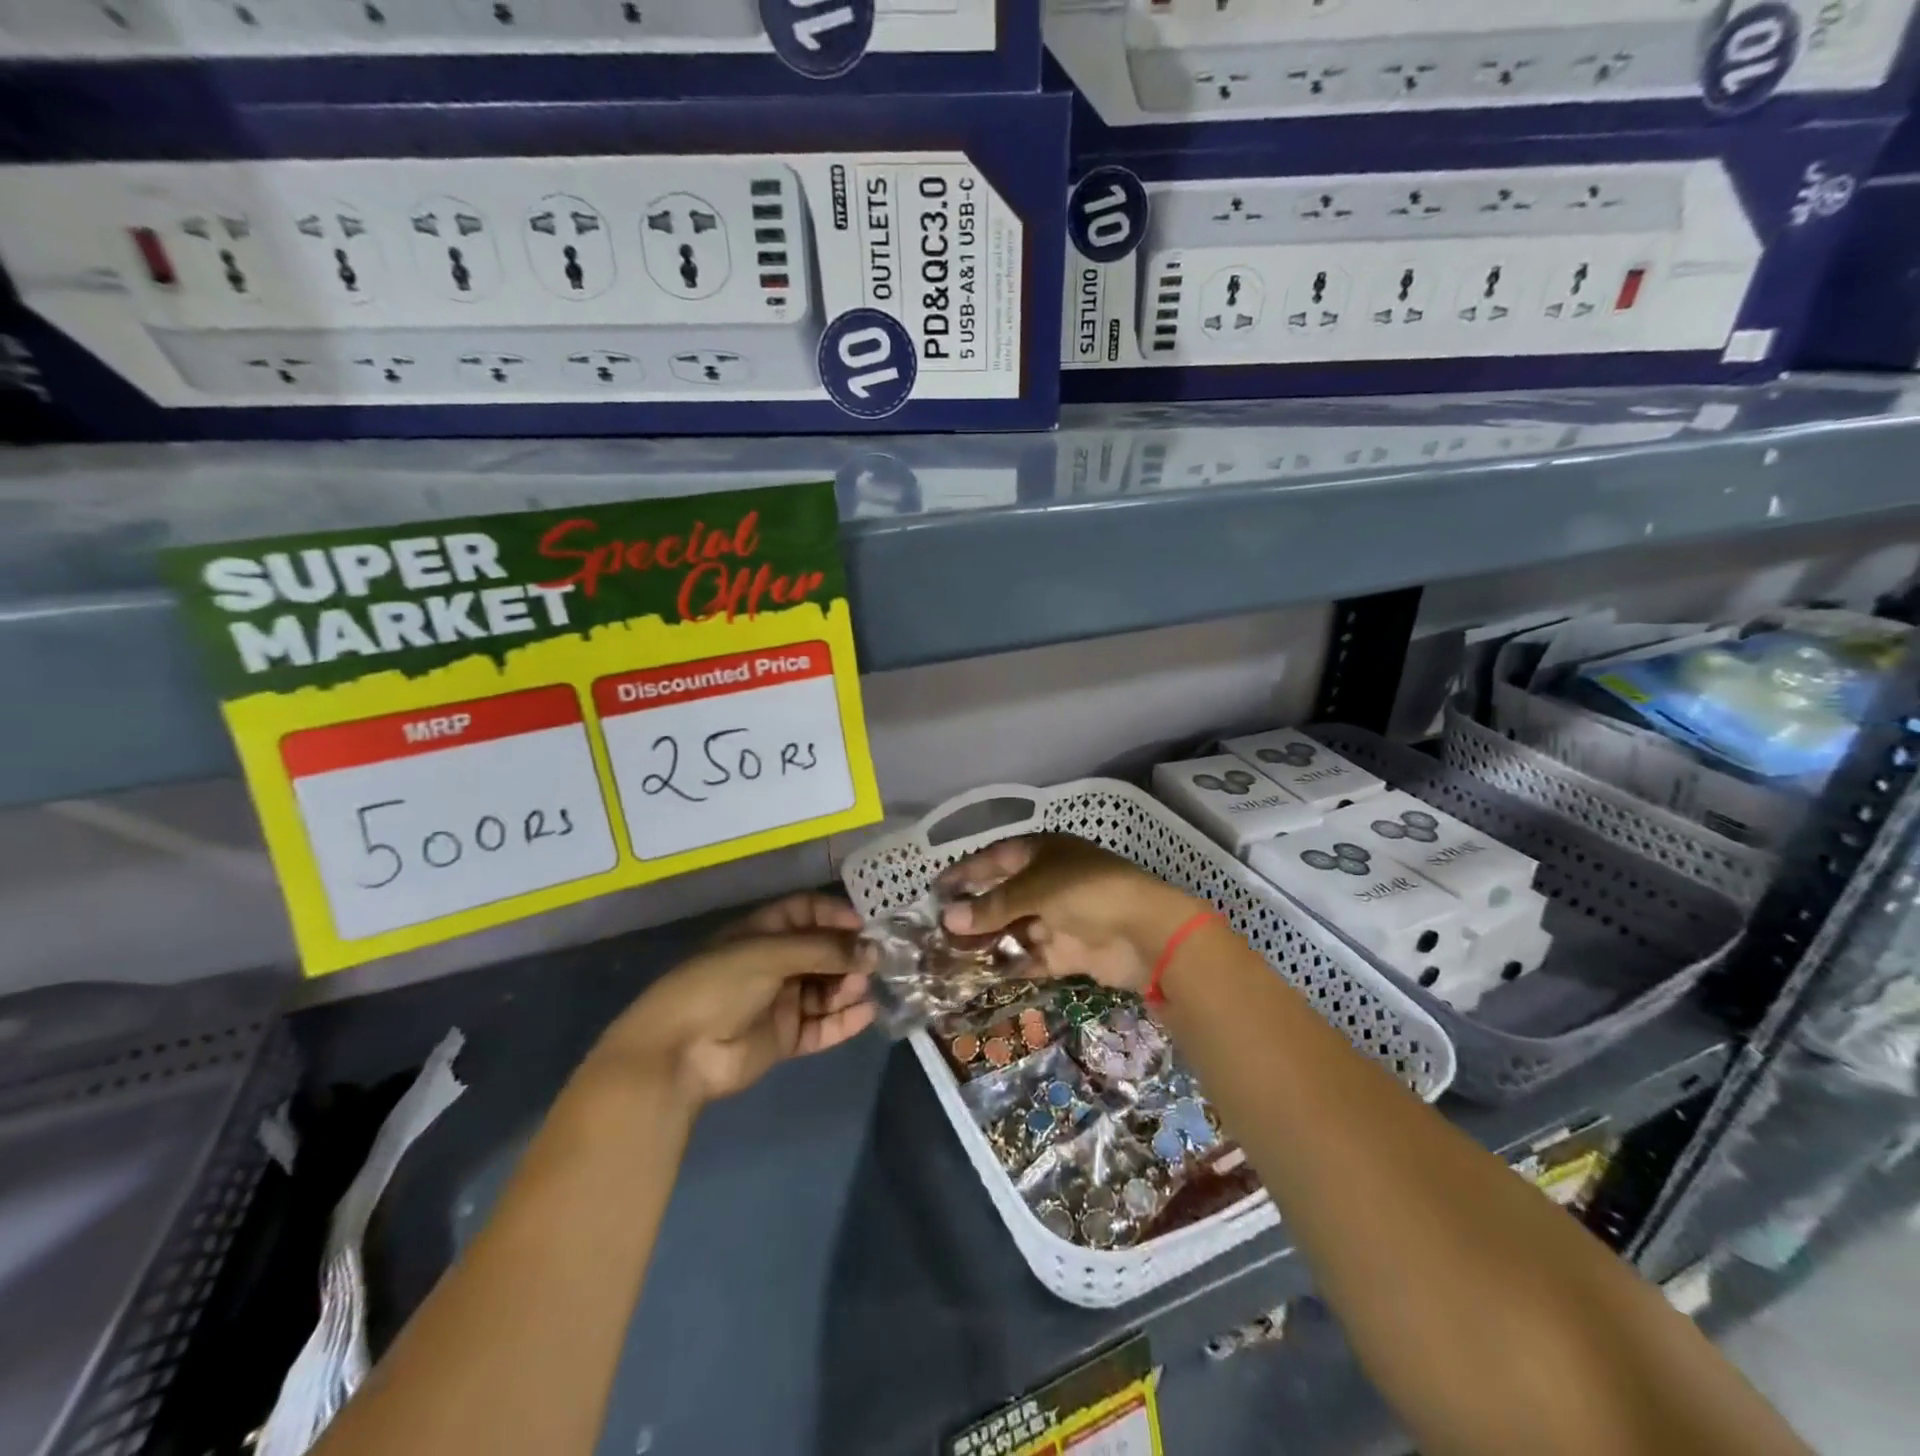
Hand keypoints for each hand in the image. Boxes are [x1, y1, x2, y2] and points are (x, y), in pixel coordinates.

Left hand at [591, 893, 873, 1106]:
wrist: (677, 1053)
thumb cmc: (719, 985)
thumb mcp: (770, 953)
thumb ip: (824, 951)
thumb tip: (873, 951)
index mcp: (763, 932)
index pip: (808, 912)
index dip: (836, 915)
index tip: (866, 926)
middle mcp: (773, 962)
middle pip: (822, 951)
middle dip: (849, 954)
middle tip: (879, 961)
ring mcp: (779, 1001)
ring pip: (825, 988)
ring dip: (849, 986)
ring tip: (869, 987)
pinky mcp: (784, 1037)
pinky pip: (821, 1025)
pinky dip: (844, 1021)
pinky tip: (866, 1014)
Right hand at [937, 835, 1205, 992]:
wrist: (1146, 933)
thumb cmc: (1086, 892)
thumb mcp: (1034, 890)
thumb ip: (992, 907)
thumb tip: (948, 918)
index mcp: (1042, 853)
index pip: (995, 859)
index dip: (966, 872)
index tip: (936, 889)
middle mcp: (1048, 882)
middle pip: (1003, 896)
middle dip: (973, 912)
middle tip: (938, 929)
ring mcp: (1059, 918)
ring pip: (1014, 928)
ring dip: (987, 940)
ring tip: (950, 956)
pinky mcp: (1068, 951)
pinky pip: (1031, 956)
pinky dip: (1010, 963)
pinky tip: (981, 974)